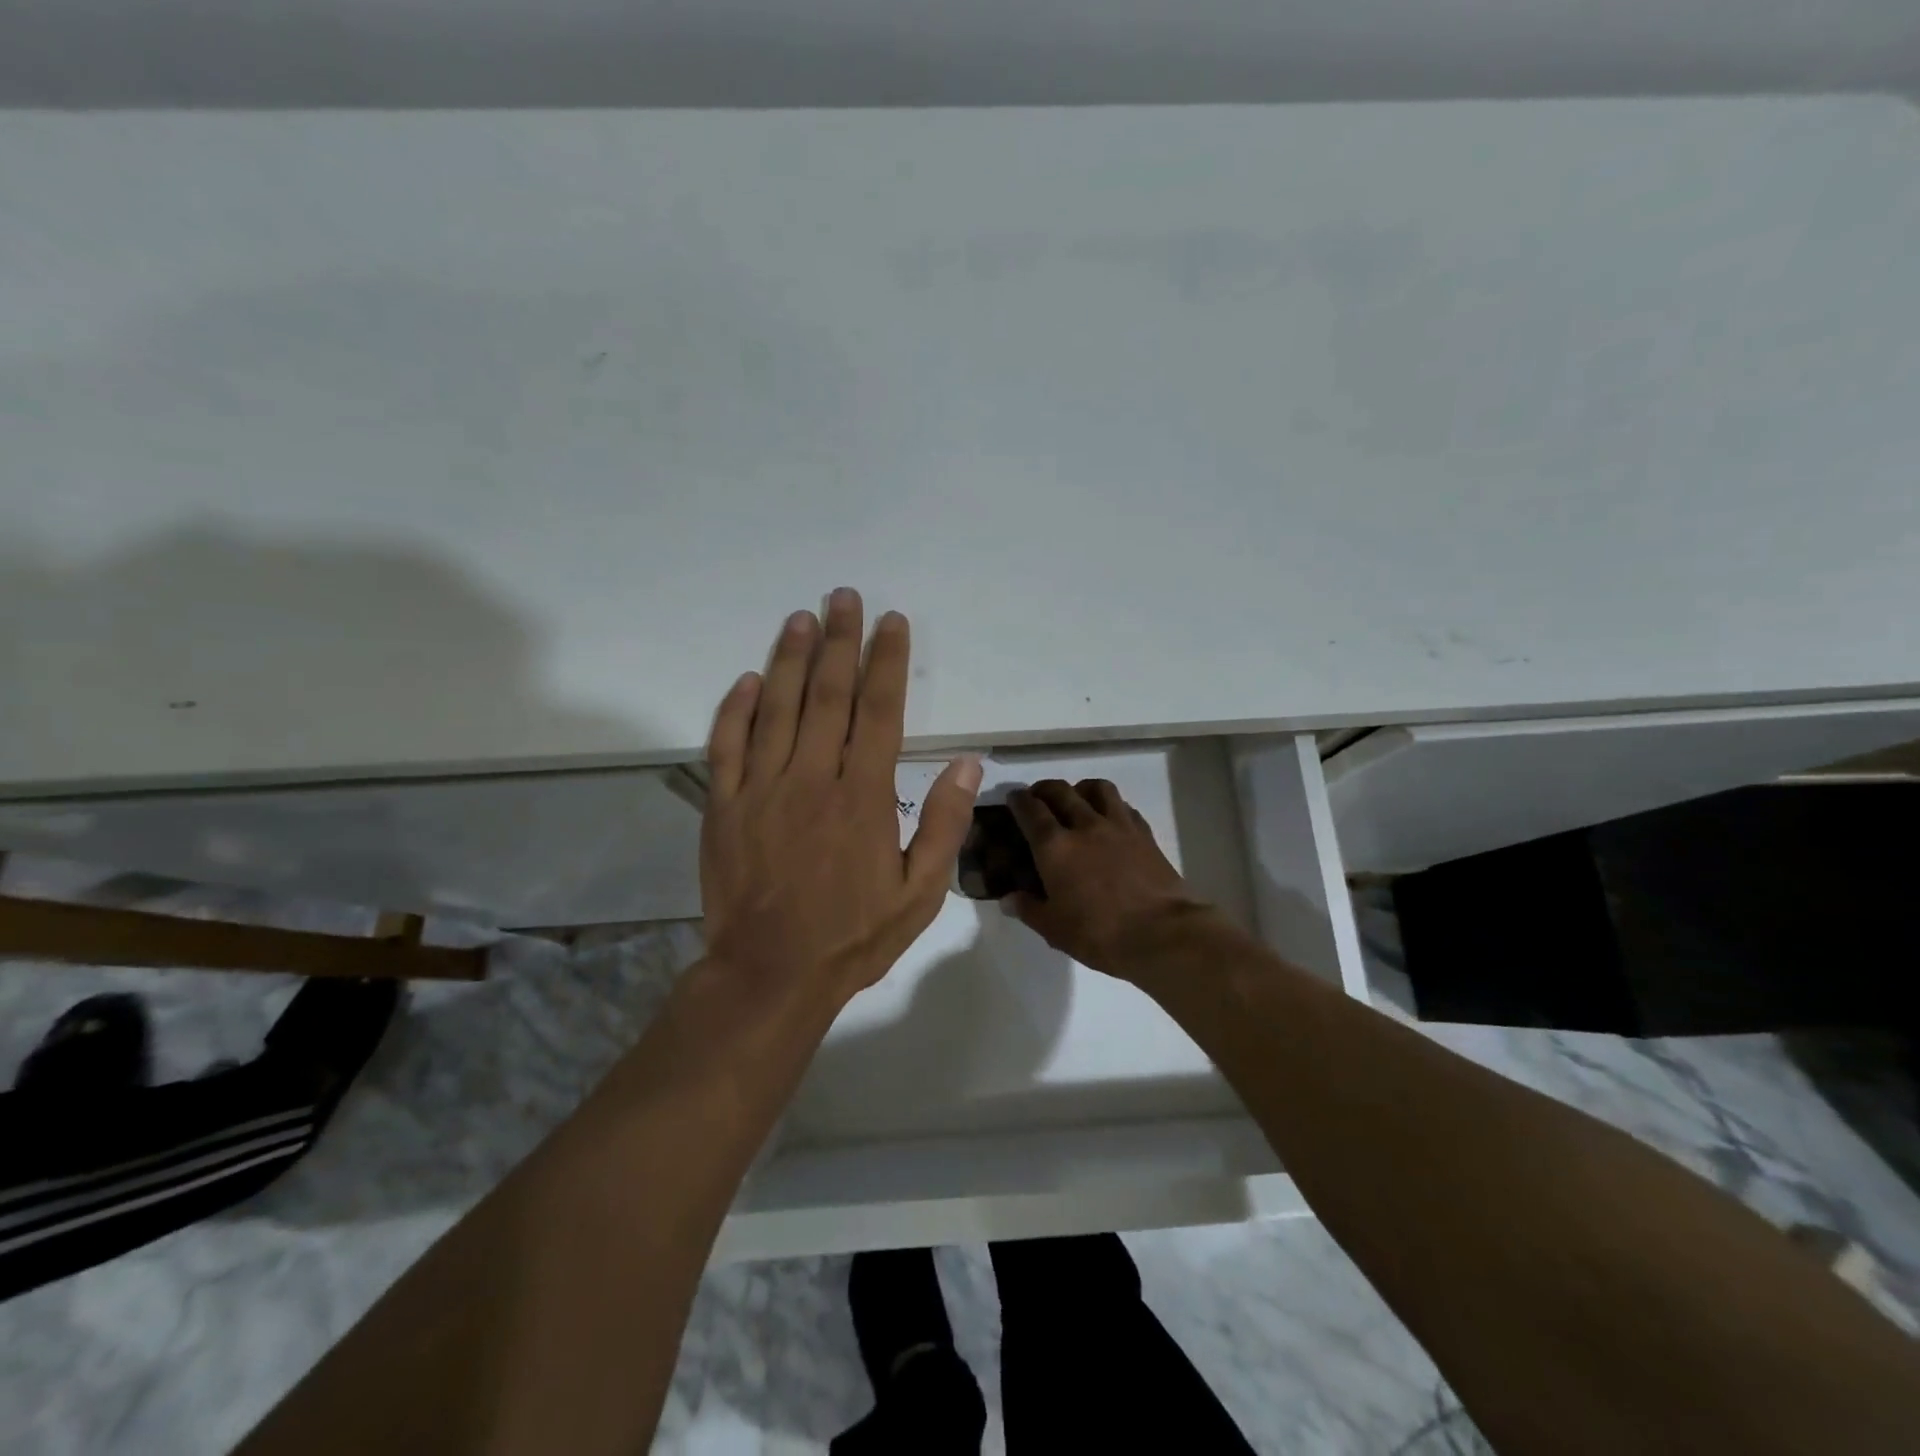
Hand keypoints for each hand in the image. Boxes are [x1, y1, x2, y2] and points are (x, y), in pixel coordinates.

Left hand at [700, 588, 981, 1006]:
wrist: (770, 974)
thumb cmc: (852, 936)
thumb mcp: (920, 892)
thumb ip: (944, 824)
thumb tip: (968, 762)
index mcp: (863, 796)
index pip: (879, 711)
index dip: (886, 662)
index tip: (891, 622)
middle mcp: (812, 779)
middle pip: (828, 695)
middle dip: (839, 641)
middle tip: (844, 597)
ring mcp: (761, 789)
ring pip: (777, 708)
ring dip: (790, 659)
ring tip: (801, 618)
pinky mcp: (723, 807)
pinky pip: (727, 746)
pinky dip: (737, 709)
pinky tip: (749, 679)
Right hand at [1005, 779, 1219, 981]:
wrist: (1162, 934)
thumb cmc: (1099, 934)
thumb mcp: (1054, 929)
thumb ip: (1029, 909)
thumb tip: (1009, 899)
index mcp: (1054, 847)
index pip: (1030, 810)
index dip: (1018, 800)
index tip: (1014, 798)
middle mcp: (1084, 825)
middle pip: (1061, 791)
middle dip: (1045, 789)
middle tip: (1039, 798)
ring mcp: (1118, 826)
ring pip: (1097, 788)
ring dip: (1081, 788)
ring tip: (1077, 799)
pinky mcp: (1144, 833)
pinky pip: (1124, 806)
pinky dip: (1111, 805)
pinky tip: (1110, 820)